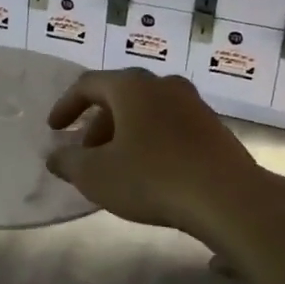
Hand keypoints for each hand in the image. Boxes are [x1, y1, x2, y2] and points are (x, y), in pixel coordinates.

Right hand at [46, 70, 264, 235]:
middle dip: (97, 124)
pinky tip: (150, 172)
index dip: (66, 106)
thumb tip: (55, 156)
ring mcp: (193, 104)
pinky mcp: (213, 128)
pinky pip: (170, 125)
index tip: (54, 129)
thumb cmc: (152, 178)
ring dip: (125, 133)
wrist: (229, 199)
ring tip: (117, 166)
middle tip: (86, 153)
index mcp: (131, 86)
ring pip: (147, 111)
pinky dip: (151, 140)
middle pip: (119, 96)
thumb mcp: (96, 175)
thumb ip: (68, 162)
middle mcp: (162, 84)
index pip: (88, 85)